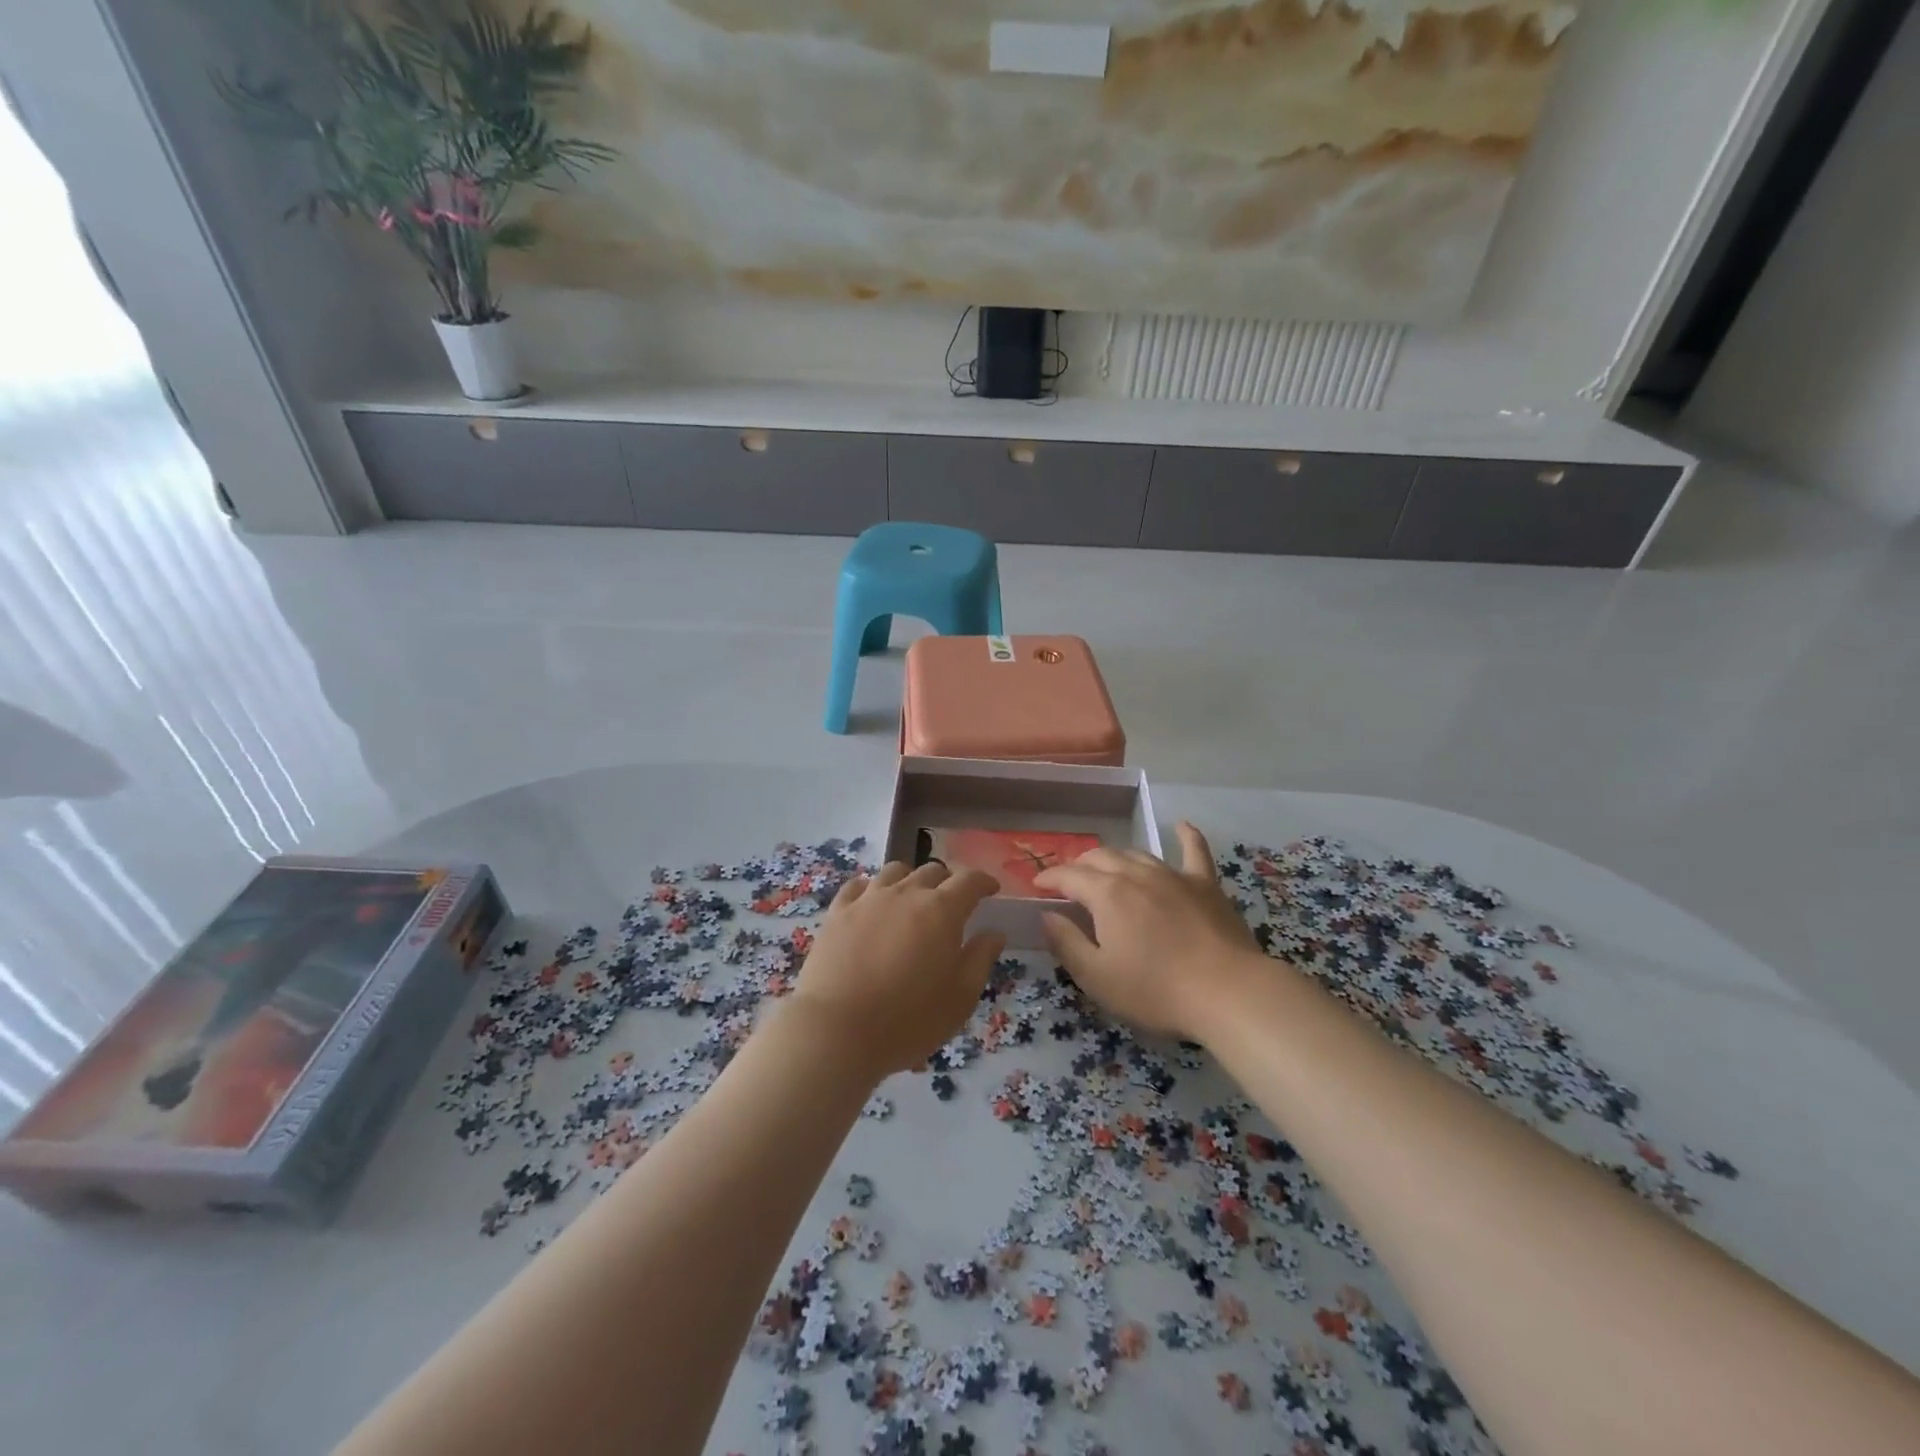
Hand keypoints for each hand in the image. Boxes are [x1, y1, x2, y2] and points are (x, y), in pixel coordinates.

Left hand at [789, 861, 1004, 1079]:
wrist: (837, 1030)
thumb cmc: (908, 1019)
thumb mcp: (960, 998)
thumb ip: (980, 959)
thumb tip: (994, 933)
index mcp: (942, 910)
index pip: (969, 880)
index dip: (983, 881)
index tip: (991, 889)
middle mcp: (906, 893)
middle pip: (932, 871)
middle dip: (948, 881)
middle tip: (953, 902)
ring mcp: (868, 899)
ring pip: (895, 872)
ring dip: (910, 880)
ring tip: (912, 899)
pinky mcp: (838, 912)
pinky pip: (859, 885)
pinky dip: (872, 888)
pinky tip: (872, 901)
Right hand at [1033, 822, 1263, 1042]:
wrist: (1227, 992)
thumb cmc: (1156, 990)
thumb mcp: (1097, 977)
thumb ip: (1066, 943)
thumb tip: (1046, 916)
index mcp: (1107, 894)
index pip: (1069, 876)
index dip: (1049, 878)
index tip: (1037, 885)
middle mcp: (1136, 874)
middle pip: (1100, 857)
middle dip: (1079, 865)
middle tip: (1070, 881)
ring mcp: (1173, 875)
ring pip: (1137, 853)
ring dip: (1116, 858)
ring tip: (1107, 868)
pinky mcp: (1205, 885)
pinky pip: (1194, 851)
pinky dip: (1186, 836)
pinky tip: (1181, 825)